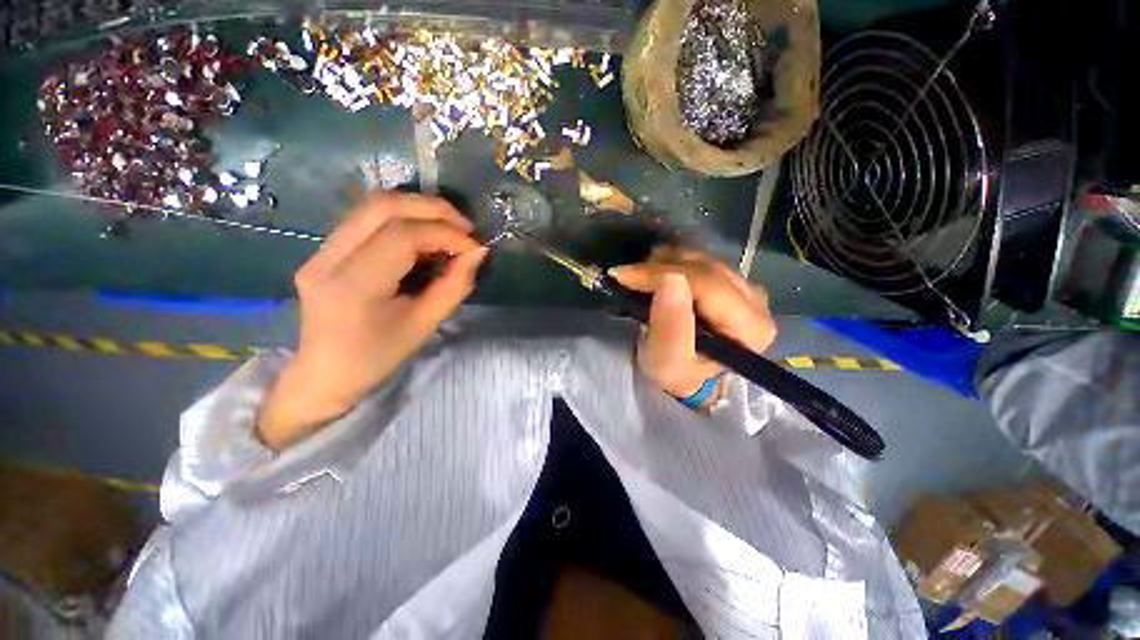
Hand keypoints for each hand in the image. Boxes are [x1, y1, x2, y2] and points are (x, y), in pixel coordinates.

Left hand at [258, 192, 486, 449]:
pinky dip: (402, 218)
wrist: (324, 375)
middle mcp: (327, 259)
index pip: (401, 237)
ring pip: (372, 206)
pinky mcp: (322, 250)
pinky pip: (366, 219)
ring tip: (448, 227)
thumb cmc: (378, 358)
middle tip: (464, 227)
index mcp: (352, 287)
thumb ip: (455, 286)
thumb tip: (478, 252)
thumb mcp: (424, 325)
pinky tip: (423, 235)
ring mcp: (319, 251)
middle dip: (432, 208)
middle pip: (382, 207)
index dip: (444, 234)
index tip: (474, 246)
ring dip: (417, 208)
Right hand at [610, 247, 775, 403]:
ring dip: (666, 262)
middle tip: (627, 274)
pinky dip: (674, 261)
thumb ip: (670, 327)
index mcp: (750, 328)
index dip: (663, 274)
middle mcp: (757, 303)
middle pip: (706, 268)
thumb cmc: (678, 374)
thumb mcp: (667, 363)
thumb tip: (670, 280)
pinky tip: (657, 272)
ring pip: (703, 259)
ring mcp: (747, 288)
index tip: (626, 276)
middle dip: (661, 267)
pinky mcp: (733, 282)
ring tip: (640, 275)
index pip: (707, 285)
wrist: (688, 375)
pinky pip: (702, 260)